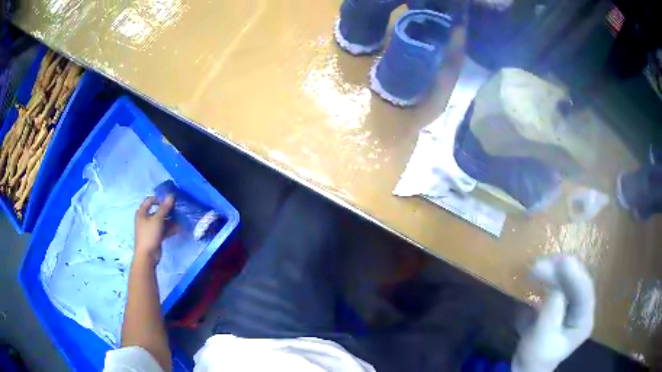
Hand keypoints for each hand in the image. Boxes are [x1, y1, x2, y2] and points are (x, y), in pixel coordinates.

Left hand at [134, 195, 175, 264]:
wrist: (147, 256)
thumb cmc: (149, 234)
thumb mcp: (157, 219)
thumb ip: (164, 208)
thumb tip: (171, 196)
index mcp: (142, 212)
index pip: (149, 200)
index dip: (159, 199)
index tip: (168, 201)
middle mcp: (145, 219)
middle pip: (156, 211)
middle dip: (166, 210)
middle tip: (176, 209)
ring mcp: (150, 228)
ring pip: (161, 221)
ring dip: (170, 220)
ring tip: (180, 218)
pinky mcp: (155, 236)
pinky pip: (163, 230)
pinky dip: (169, 228)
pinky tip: (178, 228)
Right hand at [512, 256, 594, 371]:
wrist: (527, 366)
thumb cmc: (535, 357)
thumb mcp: (542, 338)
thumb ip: (551, 312)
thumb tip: (555, 285)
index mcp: (584, 321)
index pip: (585, 293)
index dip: (575, 275)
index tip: (562, 261)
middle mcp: (583, 309)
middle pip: (579, 281)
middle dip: (562, 270)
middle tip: (541, 264)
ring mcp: (574, 304)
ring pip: (570, 279)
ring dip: (555, 270)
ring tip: (537, 266)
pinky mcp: (564, 301)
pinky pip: (561, 283)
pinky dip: (551, 276)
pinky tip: (541, 273)